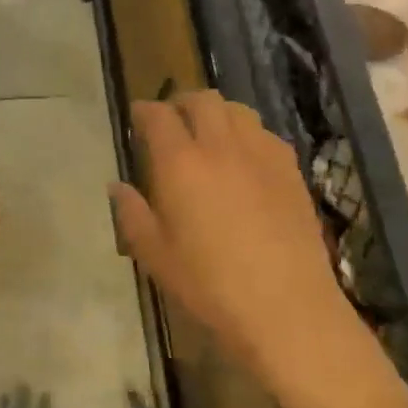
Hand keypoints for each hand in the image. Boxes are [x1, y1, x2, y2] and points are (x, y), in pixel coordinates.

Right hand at [108, 92, 407, 407]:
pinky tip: (244, 161)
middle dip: (181, 103)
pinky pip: (264, 134)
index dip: (144, 111)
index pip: (158, 115)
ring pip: (237, 110)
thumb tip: (117, 186)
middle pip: (202, 99)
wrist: (287, 307)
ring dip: (216, 113)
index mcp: (181, 163)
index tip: (137, 118)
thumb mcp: (156, 257)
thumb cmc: (211, 287)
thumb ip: (132, 215)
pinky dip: (247, 134)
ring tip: (208, 135)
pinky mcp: (291, 169)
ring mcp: (261, 154)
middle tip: (172, 123)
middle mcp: (221, 146)